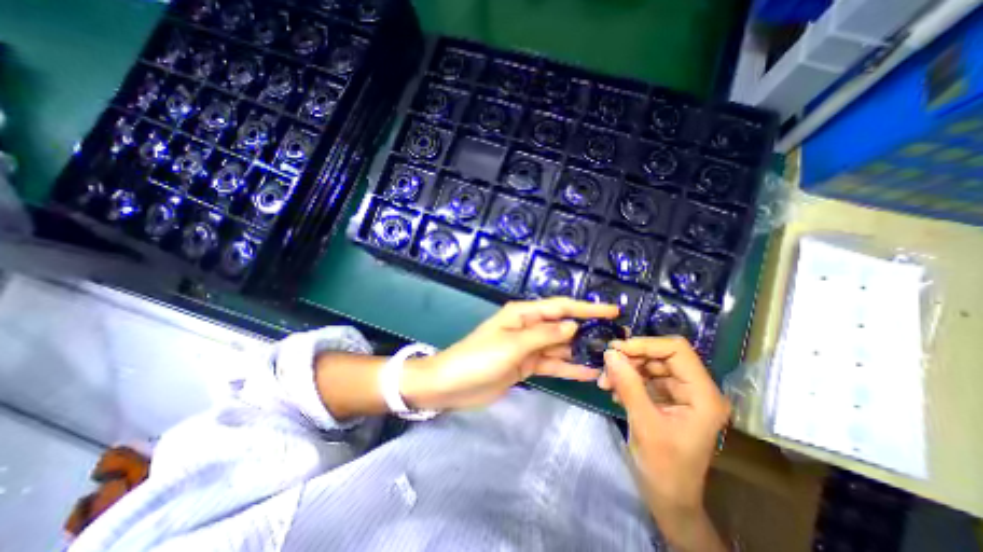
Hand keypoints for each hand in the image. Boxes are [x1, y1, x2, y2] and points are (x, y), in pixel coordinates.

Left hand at [398, 297, 612, 408]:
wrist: (451, 385)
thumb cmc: (479, 358)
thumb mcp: (512, 345)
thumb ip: (544, 335)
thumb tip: (572, 326)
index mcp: (523, 314)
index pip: (560, 307)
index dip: (586, 308)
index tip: (612, 311)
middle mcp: (528, 327)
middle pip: (562, 326)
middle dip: (588, 331)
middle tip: (617, 338)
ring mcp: (528, 348)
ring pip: (560, 346)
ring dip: (581, 351)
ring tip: (609, 357)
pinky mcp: (526, 366)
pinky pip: (552, 364)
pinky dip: (568, 368)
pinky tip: (588, 373)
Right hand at [599, 337, 727, 547]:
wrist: (668, 499)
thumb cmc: (664, 468)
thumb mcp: (644, 424)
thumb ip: (628, 385)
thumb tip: (610, 352)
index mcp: (703, 395)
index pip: (677, 350)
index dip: (646, 344)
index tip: (617, 350)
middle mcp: (695, 389)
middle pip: (660, 356)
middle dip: (631, 358)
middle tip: (606, 366)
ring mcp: (680, 394)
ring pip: (649, 365)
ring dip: (625, 369)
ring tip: (605, 382)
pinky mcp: (666, 399)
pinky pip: (644, 378)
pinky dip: (626, 380)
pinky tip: (613, 391)